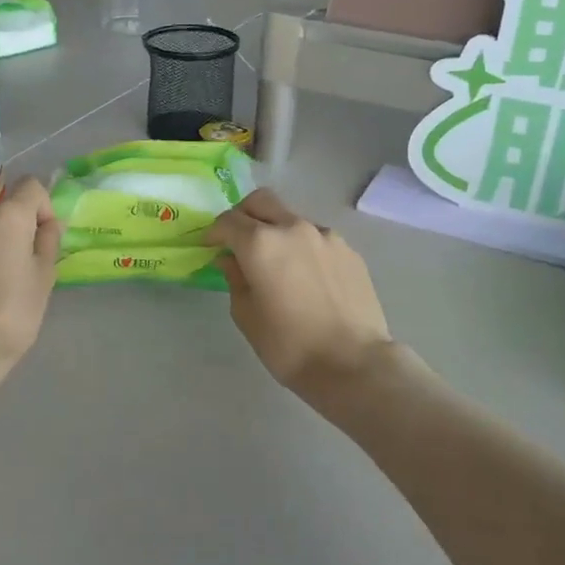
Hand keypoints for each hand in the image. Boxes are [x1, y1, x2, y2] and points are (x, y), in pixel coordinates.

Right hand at [205, 189, 394, 394]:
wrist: (353, 363)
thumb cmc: (289, 346)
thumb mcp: (247, 316)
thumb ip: (235, 280)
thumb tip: (231, 261)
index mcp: (260, 243)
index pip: (228, 221)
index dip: (214, 232)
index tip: (211, 247)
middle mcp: (293, 228)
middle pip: (261, 201)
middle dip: (243, 215)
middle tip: (238, 241)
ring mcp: (326, 236)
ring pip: (292, 219)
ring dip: (277, 231)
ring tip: (278, 264)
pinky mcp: (349, 251)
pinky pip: (317, 238)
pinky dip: (303, 248)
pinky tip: (307, 278)